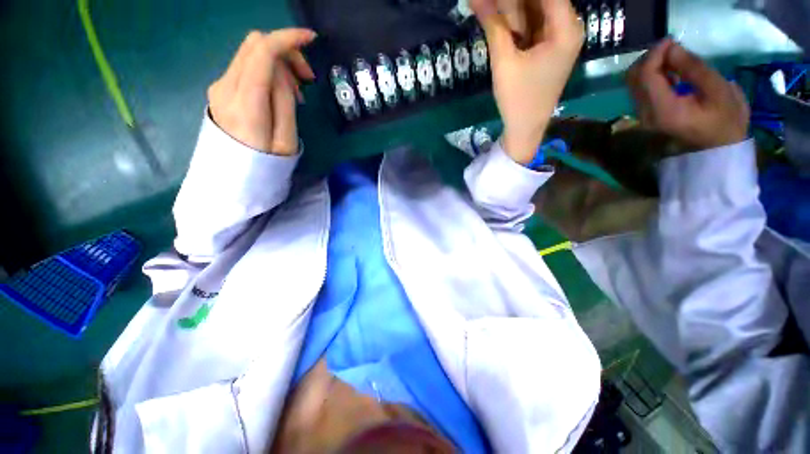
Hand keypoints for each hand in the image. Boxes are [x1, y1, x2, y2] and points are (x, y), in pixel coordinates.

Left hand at [207, 29, 316, 154]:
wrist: (234, 178)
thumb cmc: (266, 164)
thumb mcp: (287, 139)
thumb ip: (284, 101)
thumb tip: (281, 71)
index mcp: (246, 102)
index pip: (262, 51)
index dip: (287, 38)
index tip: (311, 38)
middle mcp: (226, 85)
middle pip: (254, 44)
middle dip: (285, 50)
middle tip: (306, 77)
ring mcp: (220, 86)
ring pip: (250, 53)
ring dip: (277, 62)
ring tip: (296, 91)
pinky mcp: (221, 90)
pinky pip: (246, 67)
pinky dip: (266, 71)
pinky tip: (279, 93)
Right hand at [471, 0, 583, 163]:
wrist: (525, 129)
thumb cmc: (518, 99)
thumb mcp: (504, 62)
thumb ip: (493, 26)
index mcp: (566, 28)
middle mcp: (567, 27)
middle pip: (540, 1)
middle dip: (511, 2)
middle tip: (488, 5)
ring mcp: (558, 38)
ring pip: (534, 11)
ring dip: (511, 10)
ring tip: (489, 9)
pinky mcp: (548, 48)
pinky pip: (532, 26)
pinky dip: (515, 23)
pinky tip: (498, 21)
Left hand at [627, 39, 749, 151]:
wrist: (716, 150)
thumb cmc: (725, 121)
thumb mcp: (719, 90)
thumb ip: (693, 68)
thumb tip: (672, 49)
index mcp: (662, 110)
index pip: (645, 76)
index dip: (654, 54)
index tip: (671, 40)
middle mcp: (645, 114)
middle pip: (634, 79)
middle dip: (650, 58)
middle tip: (673, 48)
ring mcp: (643, 116)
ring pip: (634, 84)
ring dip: (650, 66)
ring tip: (674, 59)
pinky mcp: (646, 115)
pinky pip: (640, 90)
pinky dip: (651, 76)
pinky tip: (669, 72)